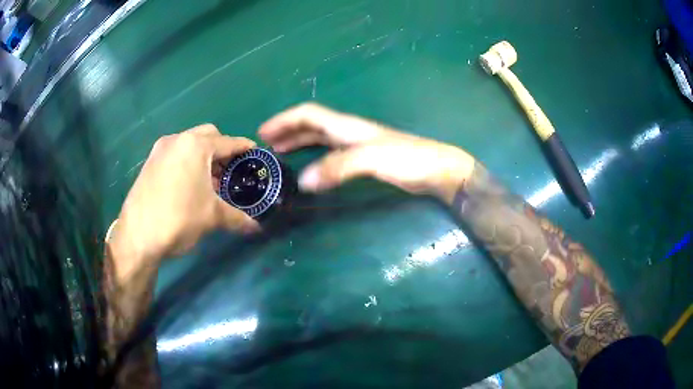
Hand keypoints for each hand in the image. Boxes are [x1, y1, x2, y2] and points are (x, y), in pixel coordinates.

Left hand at [109, 125, 259, 280]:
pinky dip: (186, 162)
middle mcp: (177, 140)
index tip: (254, 152)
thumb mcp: (212, 217)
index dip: (243, 147)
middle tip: (229, 169)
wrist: (137, 236)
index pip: (227, 142)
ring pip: (188, 144)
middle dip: (221, 148)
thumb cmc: (179, 219)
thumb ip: (238, 217)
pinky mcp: (149, 163)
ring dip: (202, 156)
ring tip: (209, 180)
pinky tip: (188, 185)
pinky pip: (174, 154)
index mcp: (195, 146)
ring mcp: (159, 150)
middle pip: (207, 135)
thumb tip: (256, 227)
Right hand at [259, 103, 475, 201]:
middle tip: (266, 145)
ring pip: (319, 138)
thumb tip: (304, 181)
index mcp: (347, 126)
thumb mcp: (372, 159)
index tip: (263, 132)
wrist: (437, 169)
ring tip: (280, 153)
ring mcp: (357, 145)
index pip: (309, 114)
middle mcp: (348, 131)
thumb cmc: (408, 159)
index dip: (284, 120)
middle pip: (311, 125)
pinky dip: (314, 156)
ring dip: (298, 142)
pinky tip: (311, 168)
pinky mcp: (365, 159)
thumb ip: (338, 167)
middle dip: (287, 131)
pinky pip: (330, 153)